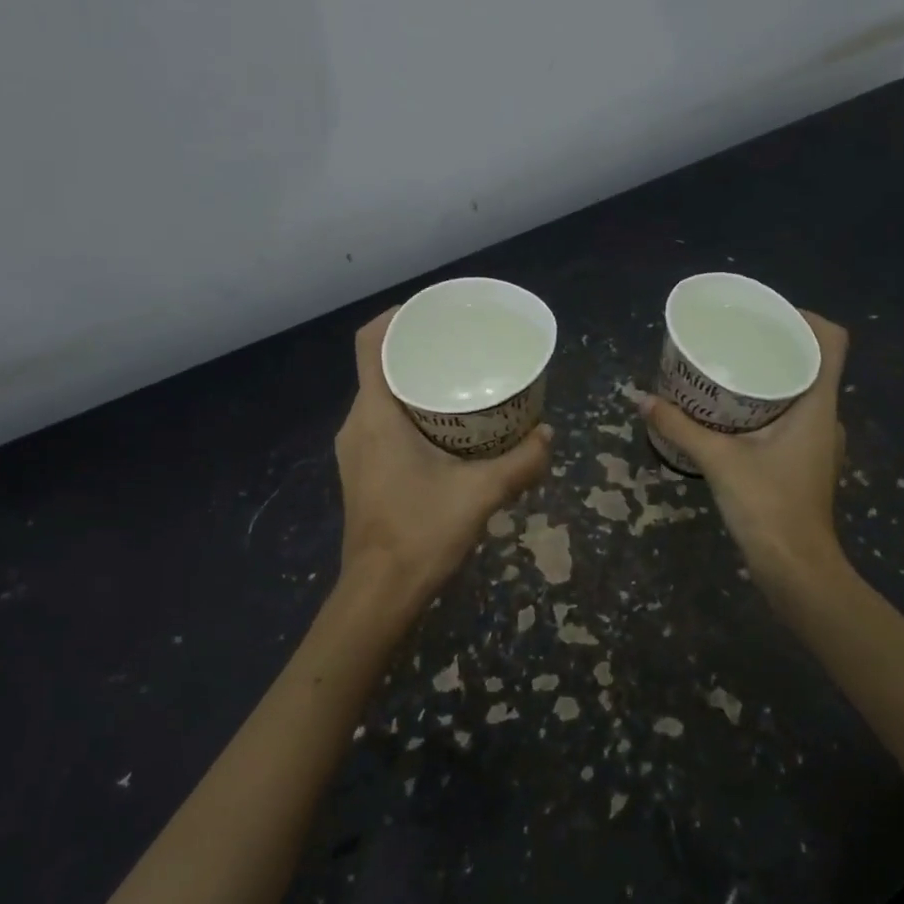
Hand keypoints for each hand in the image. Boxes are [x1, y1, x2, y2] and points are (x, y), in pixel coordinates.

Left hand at [335, 309, 552, 604]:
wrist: (379, 593)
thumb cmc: (420, 534)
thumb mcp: (480, 494)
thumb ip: (520, 463)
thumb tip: (549, 436)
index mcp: (375, 415)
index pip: (370, 343)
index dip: (397, 316)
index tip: (434, 310)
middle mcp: (356, 424)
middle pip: (379, 366)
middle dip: (417, 348)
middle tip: (462, 344)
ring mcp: (355, 449)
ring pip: (381, 396)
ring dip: (415, 382)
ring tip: (459, 380)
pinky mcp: (362, 470)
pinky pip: (382, 422)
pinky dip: (411, 411)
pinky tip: (447, 427)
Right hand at [640, 312, 849, 596]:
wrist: (795, 568)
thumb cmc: (767, 506)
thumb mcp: (718, 460)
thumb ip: (679, 426)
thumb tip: (641, 398)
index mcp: (818, 405)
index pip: (832, 342)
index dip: (806, 318)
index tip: (767, 314)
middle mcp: (826, 417)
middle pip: (813, 363)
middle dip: (776, 345)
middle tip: (735, 338)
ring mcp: (818, 442)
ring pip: (801, 393)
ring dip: (770, 378)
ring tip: (729, 370)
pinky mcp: (805, 462)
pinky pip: (791, 418)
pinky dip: (766, 406)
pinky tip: (732, 414)